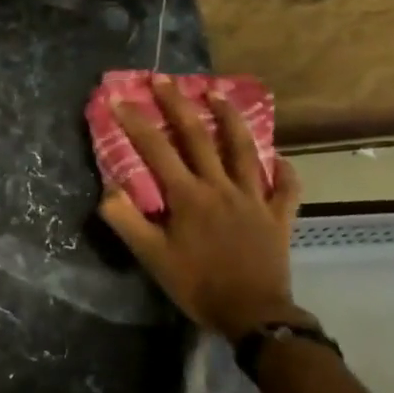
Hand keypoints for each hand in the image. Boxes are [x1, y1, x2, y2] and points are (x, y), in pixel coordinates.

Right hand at [96, 77, 304, 339]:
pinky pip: (284, 186)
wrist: (253, 314)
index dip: (134, 121)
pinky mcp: (278, 216)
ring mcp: (254, 198)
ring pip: (243, 149)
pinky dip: (280, 169)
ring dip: (229, 117)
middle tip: (163, 78)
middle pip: (199, 136)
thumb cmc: (196, 284)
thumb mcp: (150, 256)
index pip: (156, 149)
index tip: (117, 98)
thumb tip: (109, 186)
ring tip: (217, 92)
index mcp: (188, 196)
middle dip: (177, 104)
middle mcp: (221, 187)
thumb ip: (125, 219)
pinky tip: (275, 158)